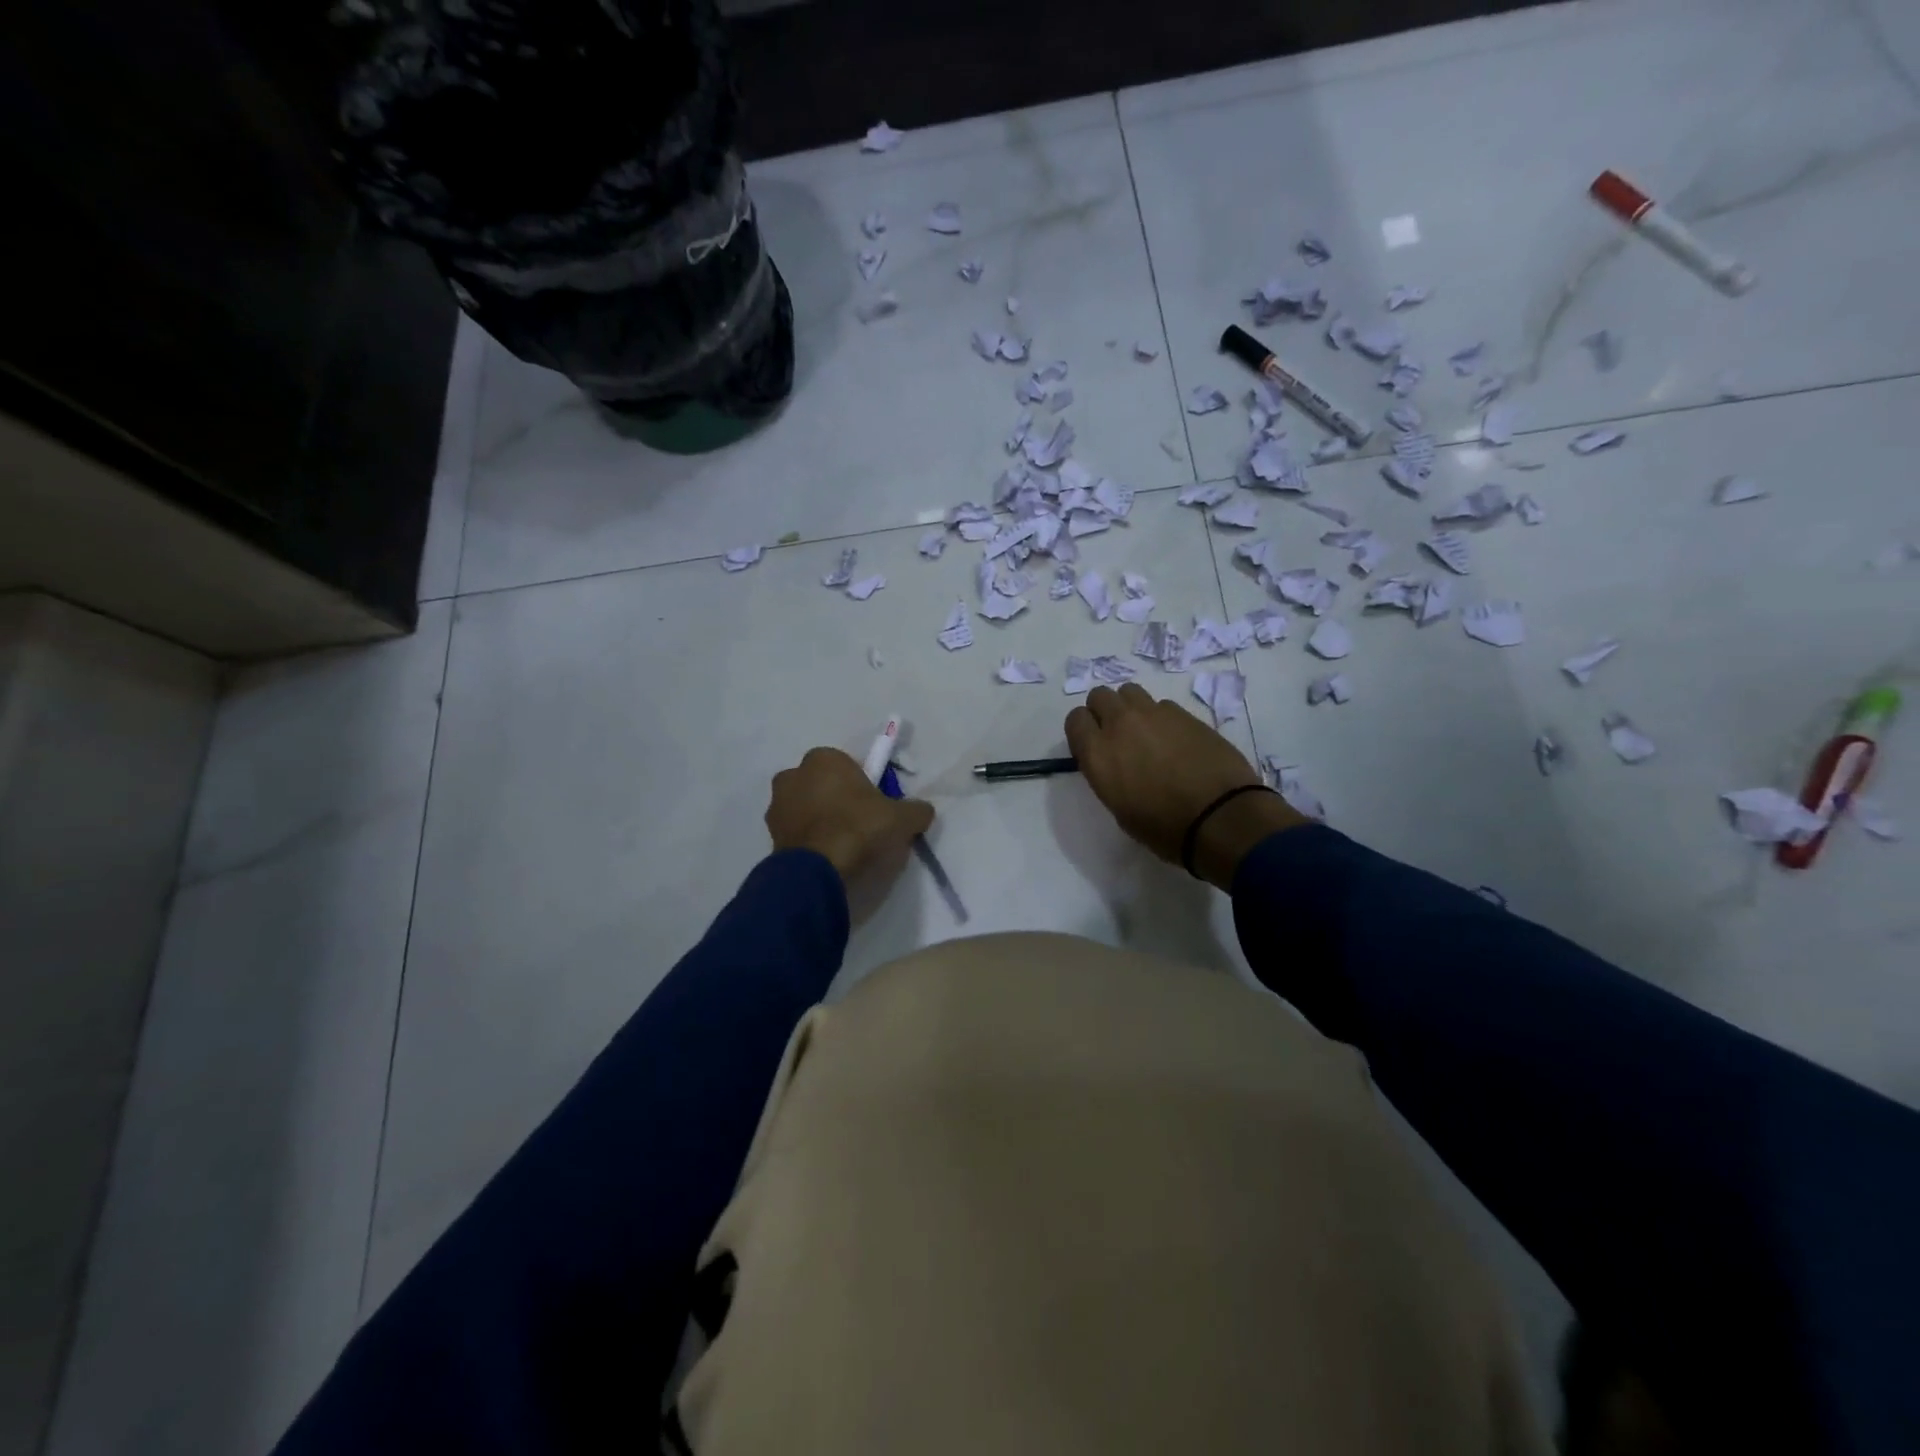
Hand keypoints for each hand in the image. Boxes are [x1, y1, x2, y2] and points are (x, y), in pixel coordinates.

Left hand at [766, 747, 934, 894]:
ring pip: (806, 808)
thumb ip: (916, 810)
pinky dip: (809, 842)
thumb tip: (922, 811)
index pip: (846, 765)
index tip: (875, 807)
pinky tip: (827, 859)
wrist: (818, 872)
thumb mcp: (902, 818)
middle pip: (822, 785)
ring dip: (820, 821)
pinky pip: (796, 833)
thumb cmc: (859, 828)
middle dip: (837, 800)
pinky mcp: (769, 836)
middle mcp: (793, 775)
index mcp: (823, 758)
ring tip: (844, 848)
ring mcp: (777, 806)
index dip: (862, 785)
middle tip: (860, 826)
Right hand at [1065, 683, 1306, 887]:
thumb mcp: (1119, 808)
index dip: (1083, 730)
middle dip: (1104, 711)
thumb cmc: (1163, 827)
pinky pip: (1161, 705)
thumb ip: (1107, 774)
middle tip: (1117, 735)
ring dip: (1130, 707)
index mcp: (1097, 753)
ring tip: (1145, 731)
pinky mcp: (1184, 713)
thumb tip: (1115, 762)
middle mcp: (1120, 724)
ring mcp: (1154, 714)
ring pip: (1129, 692)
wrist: (1219, 817)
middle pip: (1099, 696)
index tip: (1093, 745)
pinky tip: (1175, 739)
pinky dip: (1161, 717)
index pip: (1075, 719)